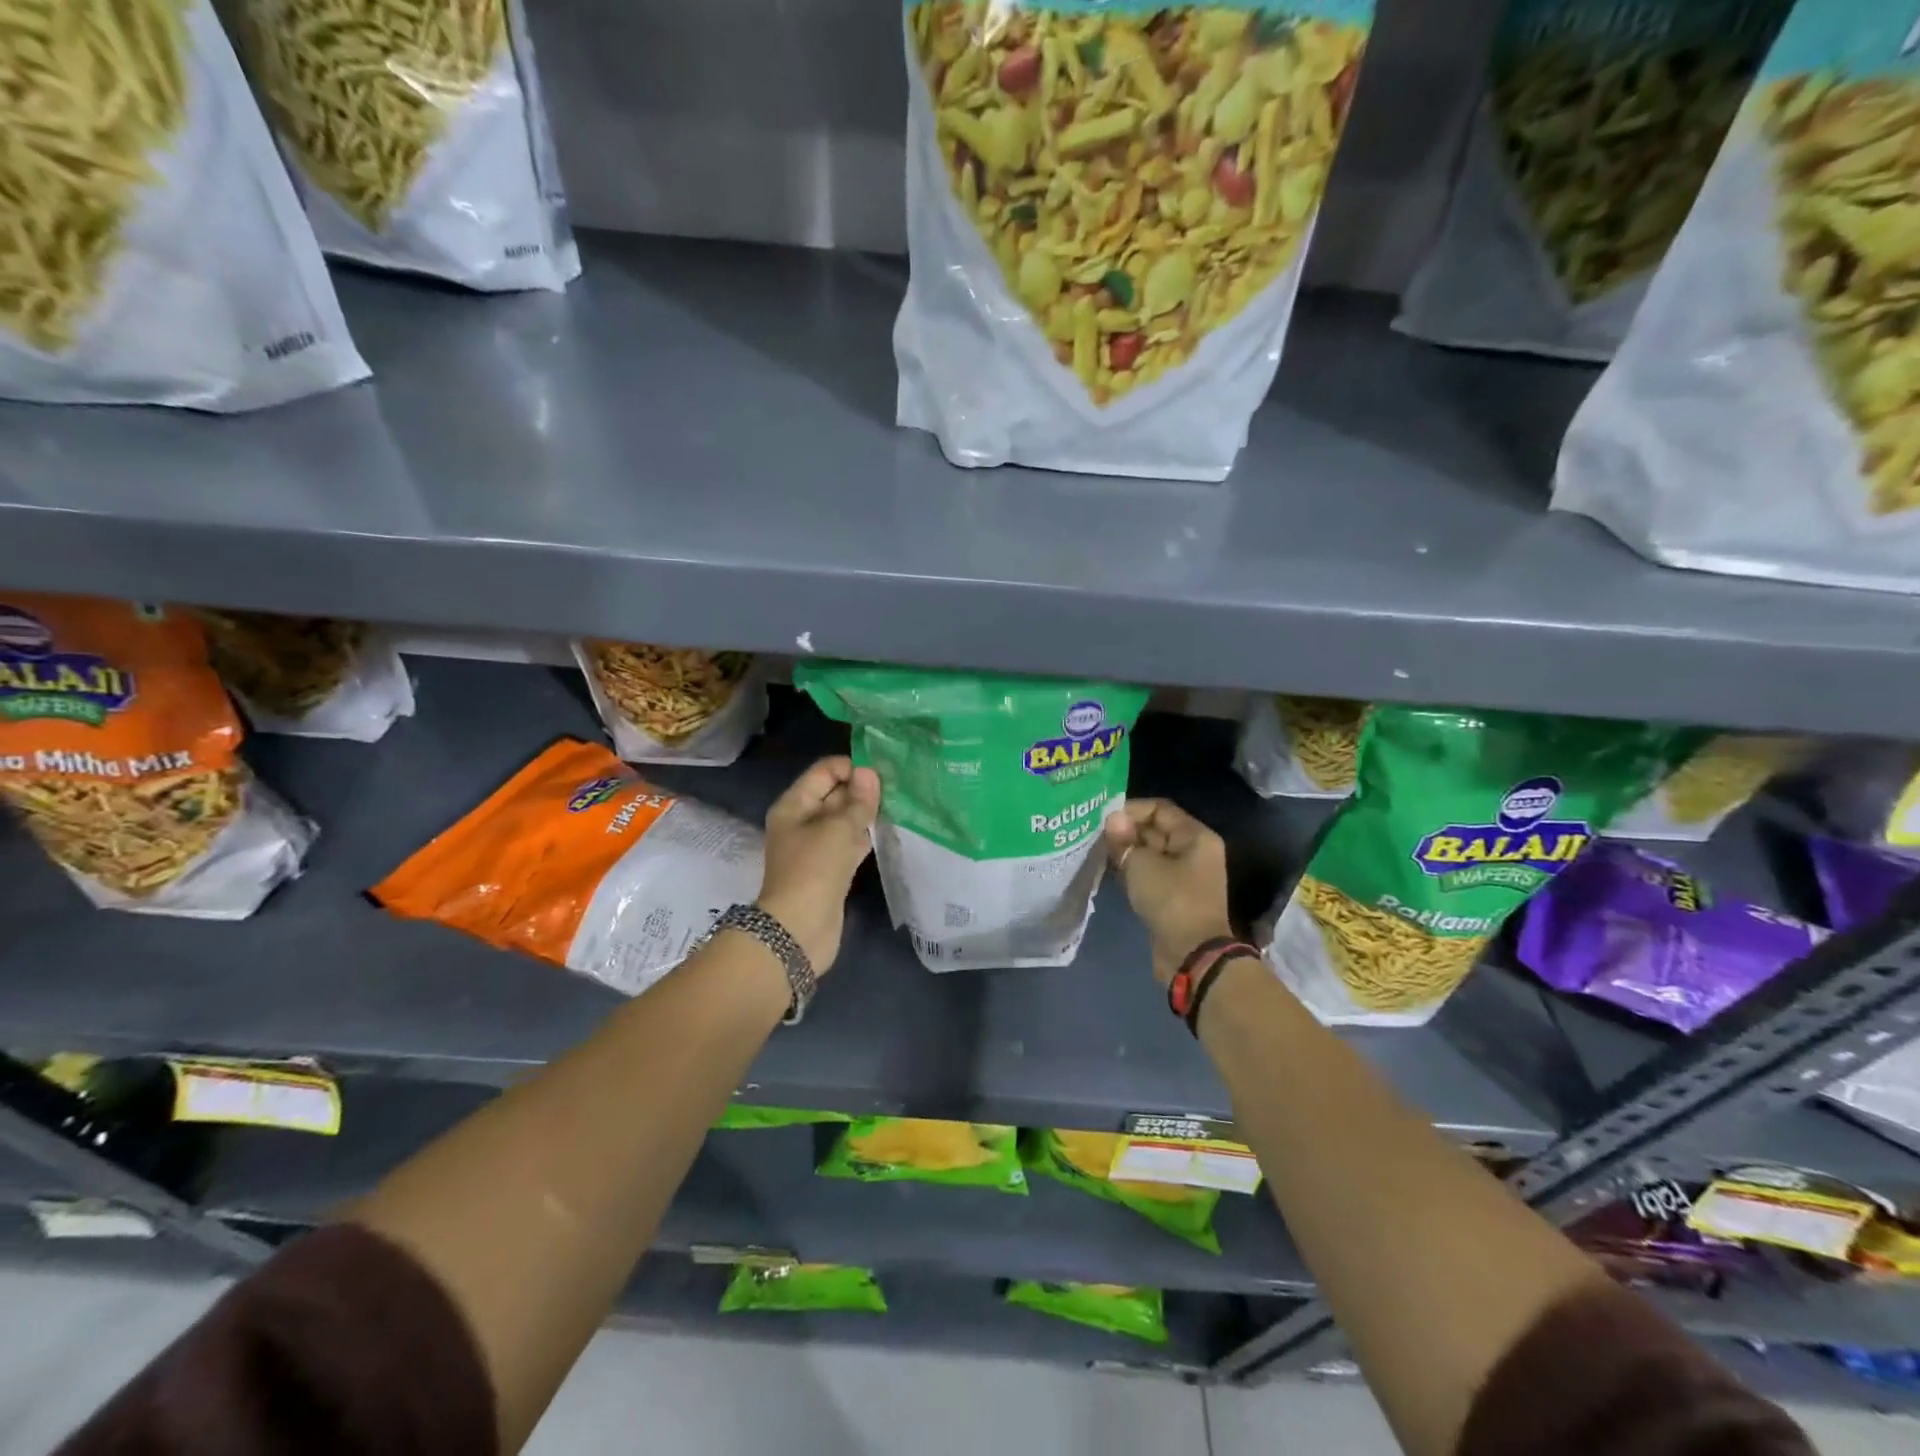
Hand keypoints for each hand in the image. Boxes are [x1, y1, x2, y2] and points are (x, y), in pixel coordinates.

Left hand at [757, 756, 879, 972]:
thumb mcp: (838, 829)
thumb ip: (858, 801)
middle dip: (862, 789)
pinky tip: (888, 830)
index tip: (882, 772)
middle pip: (834, 794)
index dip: (851, 767)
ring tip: (898, 804)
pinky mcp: (830, 868)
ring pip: (844, 820)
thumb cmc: (814, 870)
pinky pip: (849, 842)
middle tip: (897, 787)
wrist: (800, 930)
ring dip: (866, 813)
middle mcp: (802, 822)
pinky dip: (865, 836)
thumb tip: (870, 772)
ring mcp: (816, 847)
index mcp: (794, 805)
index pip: (823, 772)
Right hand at [1104, 799, 1233, 986]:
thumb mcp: (1142, 865)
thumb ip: (1124, 840)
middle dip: (1126, 831)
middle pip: (1155, 830)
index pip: (1159, 808)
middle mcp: (1193, 851)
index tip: (1103, 818)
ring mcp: (1184, 875)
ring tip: (1097, 851)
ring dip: (1126, 852)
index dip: (1130, 809)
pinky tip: (1110, 871)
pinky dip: (1132, 871)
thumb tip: (1112, 818)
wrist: (1192, 955)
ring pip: (1150, 853)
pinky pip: (1150, 874)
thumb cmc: (1171, 900)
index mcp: (1195, 836)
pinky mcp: (1173, 896)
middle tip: (1095, 835)